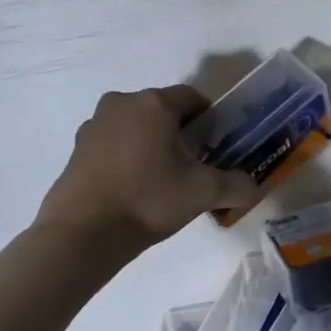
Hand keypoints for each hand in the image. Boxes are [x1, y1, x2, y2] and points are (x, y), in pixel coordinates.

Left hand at [36, 86, 258, 246]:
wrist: (84, 232)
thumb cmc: (149, 200)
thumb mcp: (204, 193)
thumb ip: (237, 185)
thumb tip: (253, 187)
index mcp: (155, 104)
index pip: (193, 98)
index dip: (211, 120)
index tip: (218, 146)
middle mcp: (122, 103)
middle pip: (162, 110)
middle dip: (181, 132)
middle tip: (194, 165)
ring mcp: (94, 124)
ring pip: (136, 126)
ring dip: (152, 143)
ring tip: (162, 179)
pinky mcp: (77, 148)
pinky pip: (113, 143)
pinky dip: (127, 156)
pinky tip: (133, 187)